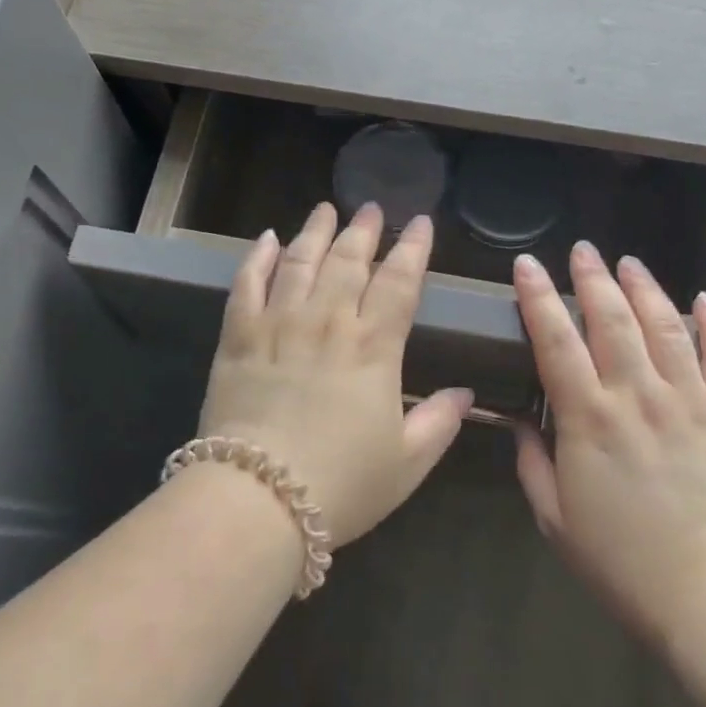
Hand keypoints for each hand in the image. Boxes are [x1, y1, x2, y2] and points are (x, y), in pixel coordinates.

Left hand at [198, 202, 473, 546]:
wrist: (258, 498)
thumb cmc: (342, 485)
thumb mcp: (407, 463)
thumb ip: (439, 422)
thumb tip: (466, 393)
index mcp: (373, 348)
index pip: (399, 283)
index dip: (412, 249)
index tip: (420, 223)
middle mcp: (328, 322)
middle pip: (348, 261)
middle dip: (364, 230)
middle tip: (371, 208)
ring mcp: (279, 325)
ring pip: (299, 261)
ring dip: (315, 231)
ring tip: (326, 209)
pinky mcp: (238, 338)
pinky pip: (247, 285)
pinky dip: (257, 258)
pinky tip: (267, 239)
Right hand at [511, 241, 705, 647]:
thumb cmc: (621, 562)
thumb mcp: (554, 518)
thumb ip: (531, 462)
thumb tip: (515, 421)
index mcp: (587, 418)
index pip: (555, 340)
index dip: (538, 297)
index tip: (527, 265)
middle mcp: (636, 396)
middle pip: (611, 319)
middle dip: (592, 278)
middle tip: (582, 250)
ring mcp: (688, 402)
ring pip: (664, 327)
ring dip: (644, 288)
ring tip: (628, 262)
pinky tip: (703, 300)